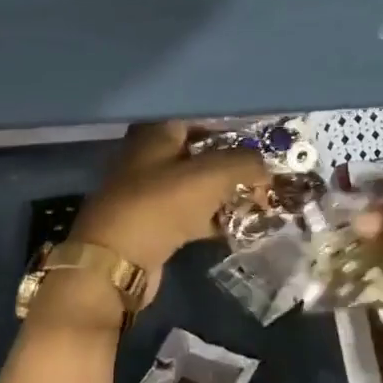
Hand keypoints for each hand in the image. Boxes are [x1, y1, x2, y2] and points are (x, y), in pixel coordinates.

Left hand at [69, 121, 267, 304]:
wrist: (116, 262)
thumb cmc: (161, 205)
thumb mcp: (211, 176)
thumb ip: (245, 163)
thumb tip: (266, 167)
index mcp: (156, 135)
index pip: (202, 120)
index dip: (233, 129)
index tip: (263, 142)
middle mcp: (150, 158)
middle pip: (202, 154)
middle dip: (235, 165)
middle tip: (265, 174)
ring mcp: (151, 193)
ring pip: (199, 187)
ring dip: (228, 193)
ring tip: (260, 200)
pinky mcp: (155, 225)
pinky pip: (193, 215)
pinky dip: (215, 218)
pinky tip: (241, 225)